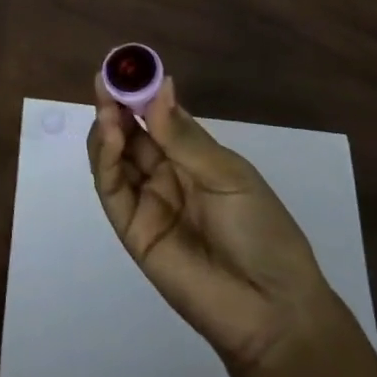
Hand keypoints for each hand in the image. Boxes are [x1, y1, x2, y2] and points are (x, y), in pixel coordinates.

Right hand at [87, 73, 336, 371]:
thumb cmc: (262, 231)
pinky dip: (105, 161)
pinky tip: (111, 136)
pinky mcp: (133, 230)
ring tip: (107, 108)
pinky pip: (112, 191)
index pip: (158, 117)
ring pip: (114, 159)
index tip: (125, 67)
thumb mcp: (228, 176)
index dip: (141, 93)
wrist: (272, 310)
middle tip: (105, 81)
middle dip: (116, 106)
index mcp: (194, 158)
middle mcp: (166, 175)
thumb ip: (184, 137)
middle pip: (131, 134)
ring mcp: (147, 203)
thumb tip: (160, 87)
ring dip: (107, 130)